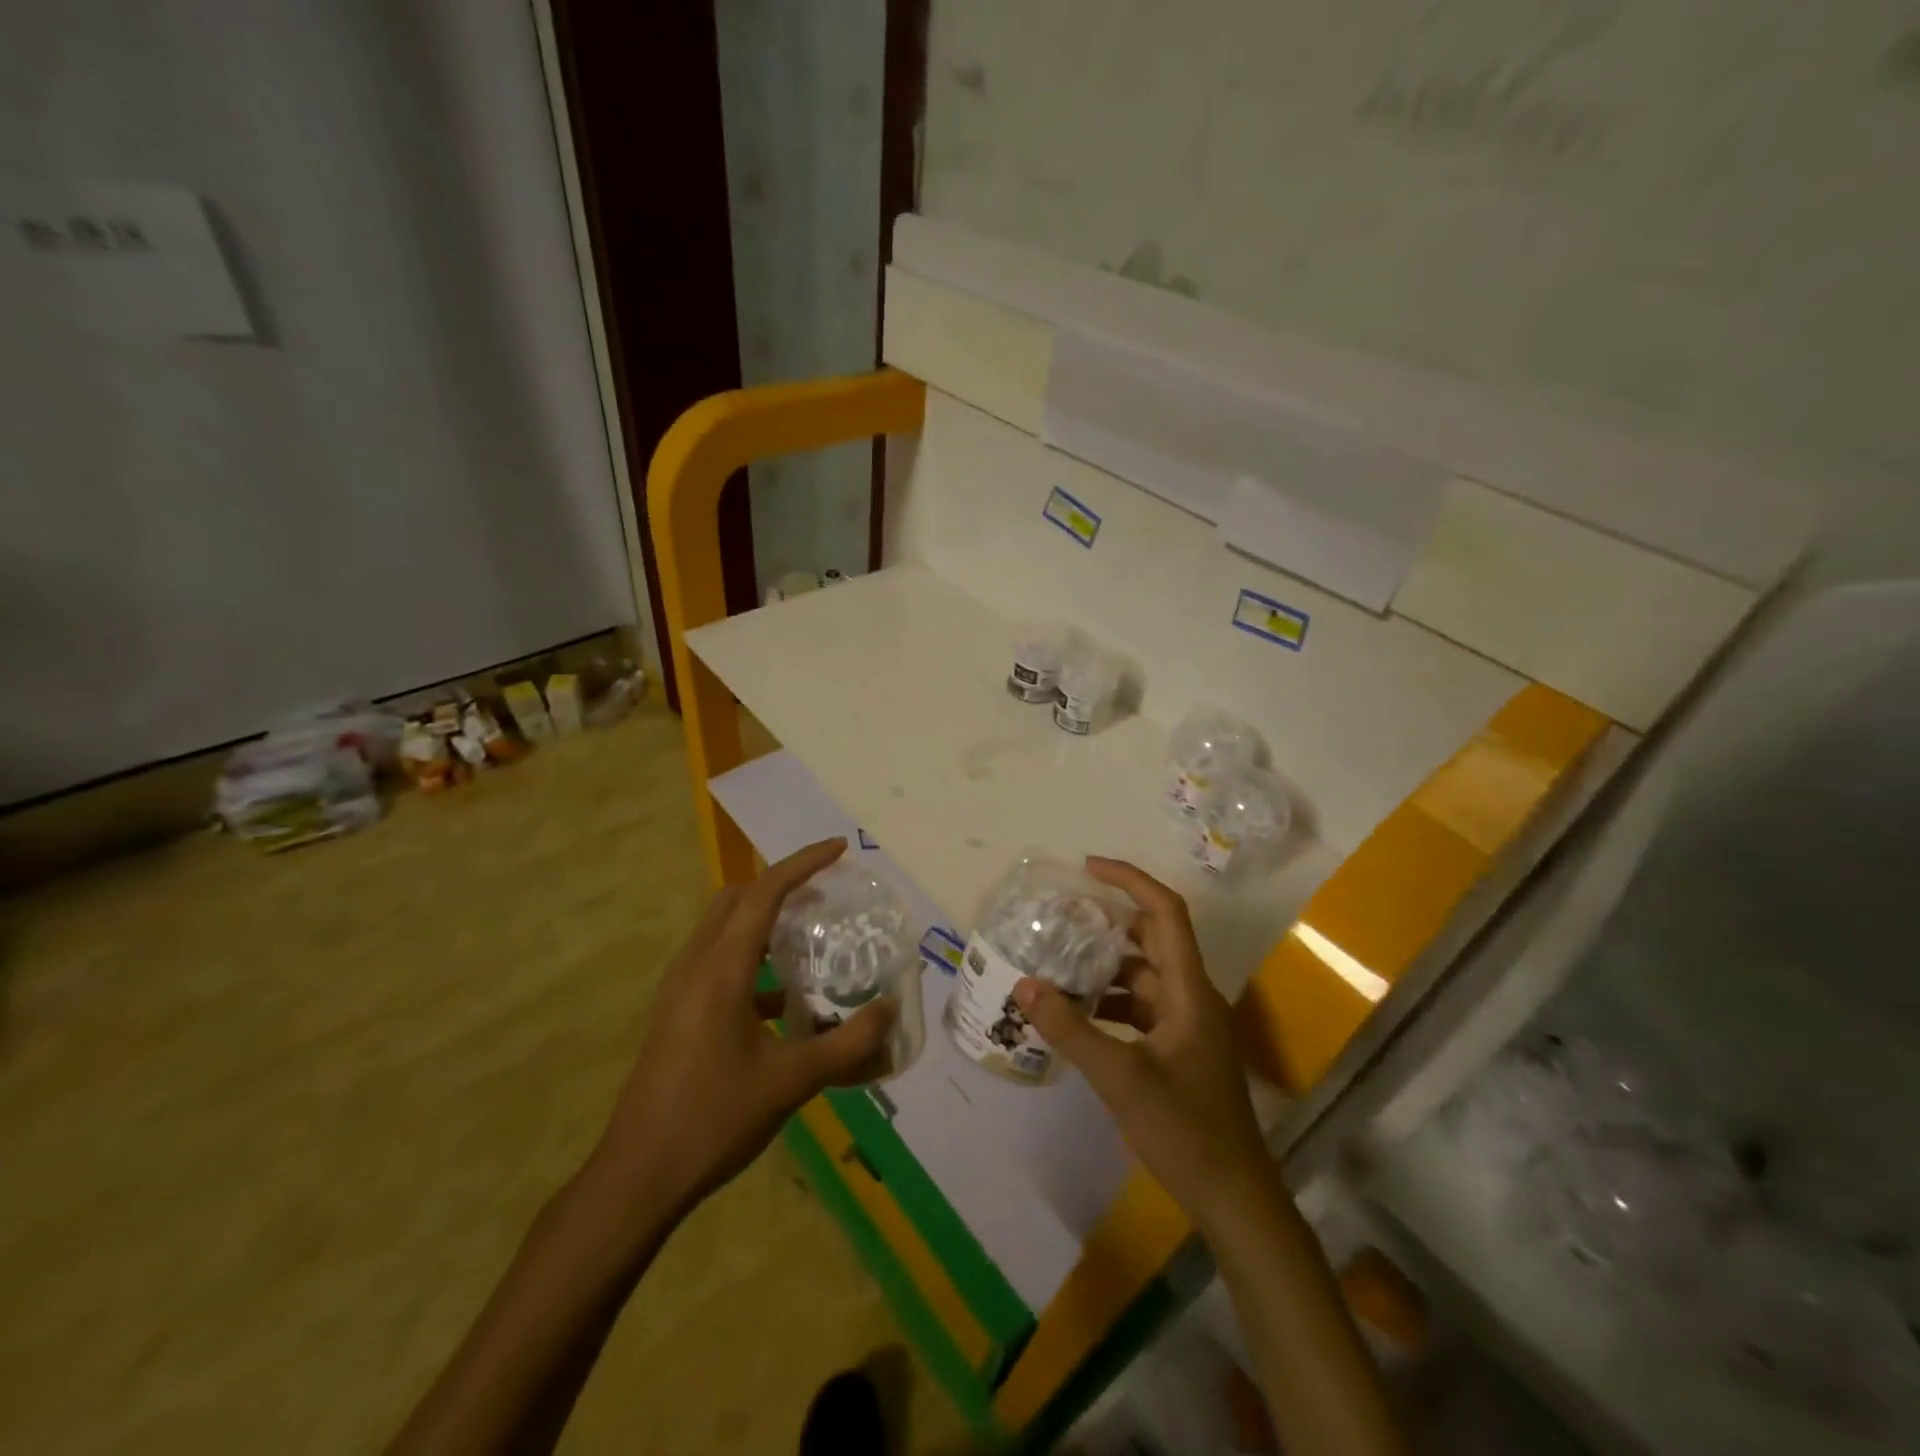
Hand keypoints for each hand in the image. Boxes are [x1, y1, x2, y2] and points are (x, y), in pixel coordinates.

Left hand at [584, 838, 894, 1220]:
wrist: (637, 1178)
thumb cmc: (713, 1120)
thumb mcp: (790, 1082)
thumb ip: (847, 1044)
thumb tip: (890, 1009)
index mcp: (720, 971)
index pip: (763, 894)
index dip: (802, 864)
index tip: (838, 849)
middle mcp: (695, 968)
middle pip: (736, 900)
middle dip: (780, 885)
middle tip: (825, 894)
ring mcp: (679, 991)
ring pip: (722, 929)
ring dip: (763, 920)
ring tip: (809, 936)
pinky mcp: (676, 1014)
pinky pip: (717, 962)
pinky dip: (751, 958)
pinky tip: (783, 999)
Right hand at [1012, 857, 1273, 1233]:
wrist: (1235, 1199)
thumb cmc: (1186, 1131)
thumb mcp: (1121, 1079)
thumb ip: (1070, 1030)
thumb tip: (1023, 984)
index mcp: (1189, 990)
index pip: (1165, 912)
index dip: (1130, 880)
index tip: (1087, 868)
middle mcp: (1190, 997)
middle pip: (1152, 940)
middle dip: (1108, 924)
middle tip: (1060, 919)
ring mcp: (1186, 1025)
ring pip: (1142, 976)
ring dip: (1104, 967)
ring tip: (1056, 964)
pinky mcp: (1178, 1051)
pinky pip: (1139, 1009)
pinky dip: (1109, 1002)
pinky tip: (1076, 1015)